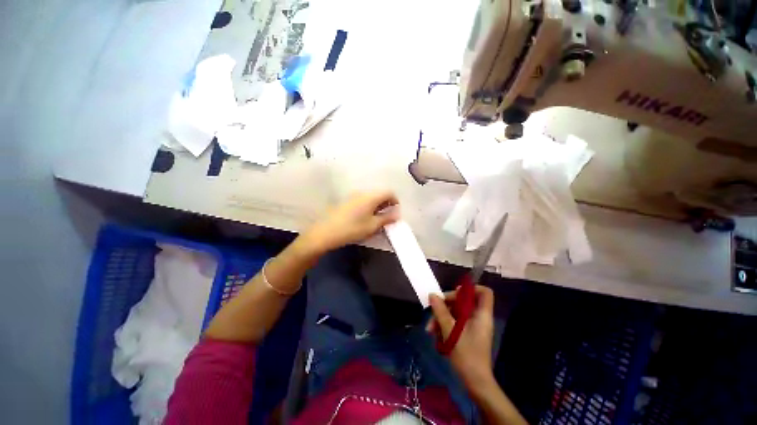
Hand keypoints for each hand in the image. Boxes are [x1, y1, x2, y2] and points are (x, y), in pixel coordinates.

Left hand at [302, 191, 399, 254]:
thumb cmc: (352, 229)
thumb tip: (397, 214)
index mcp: (371, 197)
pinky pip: (362, 200)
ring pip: (370, 197)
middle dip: (386, 204)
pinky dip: (368, 207)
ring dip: (377, 206)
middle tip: (387, 217)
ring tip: (377, 219)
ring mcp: (353, 196)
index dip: (395, 201)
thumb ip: (387, 218)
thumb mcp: (372, 226)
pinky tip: (365, 218)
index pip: (389, 192)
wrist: (326, 232)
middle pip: (379, 194)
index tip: (396, 212)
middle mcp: (362, 193)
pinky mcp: (346, 201)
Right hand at [428, 285, 495, 390]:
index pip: (484, 292)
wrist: (475, 383)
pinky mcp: (467, 334)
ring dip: (441, 317)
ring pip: (456, 312)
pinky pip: (455, 322)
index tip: (455, 293)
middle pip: (464, 301)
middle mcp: (478, 318)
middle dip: (446, 305)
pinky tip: (436, 335)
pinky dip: (445, 326)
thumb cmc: (467, 356)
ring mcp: (473, 327)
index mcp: (481, 315)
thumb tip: (432, 295)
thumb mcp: (451, 331)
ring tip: (430, 329)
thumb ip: (441, 311)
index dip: (471, 288)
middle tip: (433, 311)